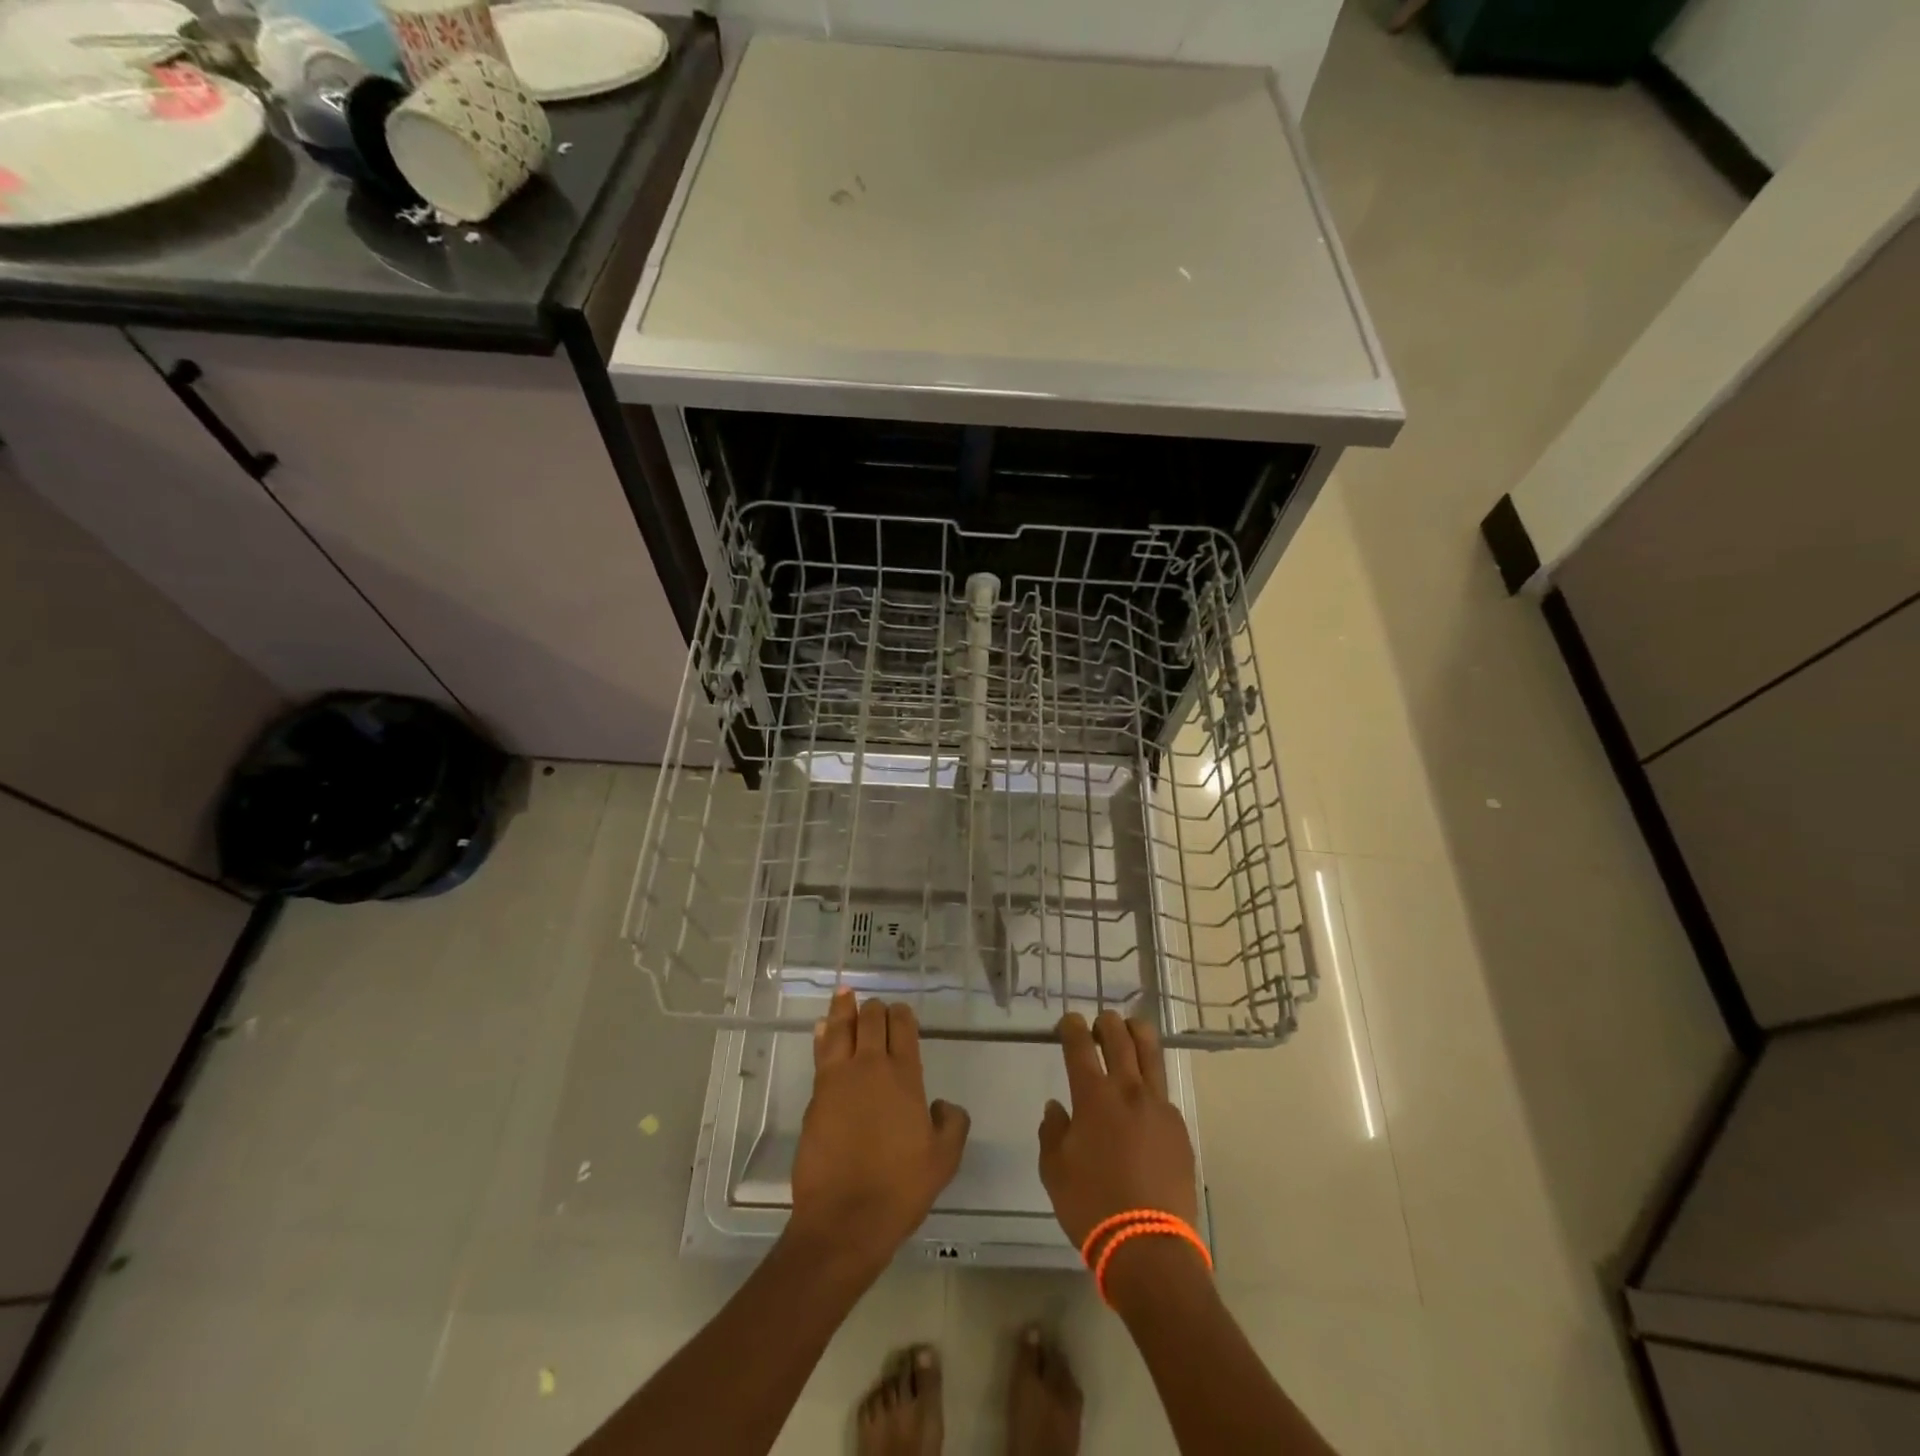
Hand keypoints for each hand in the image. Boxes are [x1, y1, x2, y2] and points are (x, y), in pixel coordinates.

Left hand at [789, 990, 970, 1275]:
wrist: (845, 1219)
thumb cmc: (900, 1189)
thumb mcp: (944, 1160)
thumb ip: (952, 1124)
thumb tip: (942, 1105)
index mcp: (904, 1076)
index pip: (903, 1028)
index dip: (902, 1015)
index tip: (902, 1013)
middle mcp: (870, 1067)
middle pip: (870, 1021)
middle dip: (875, 1009)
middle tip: (876, 1007)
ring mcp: (838, 1079)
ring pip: (840, 1029)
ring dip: (843, 1010)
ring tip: (844, 994)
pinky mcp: (816, 1096)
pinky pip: (820, 1053)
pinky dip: (822, 1036)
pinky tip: (822, 1029)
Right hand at [1038, 1011, 1198, 1248]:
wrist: (1148, 1246)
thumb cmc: (1091, 1205)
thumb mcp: (1054, 1170)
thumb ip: (1052, 1132)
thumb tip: (1057, 1108)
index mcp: (1093, 1097)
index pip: (1080, 1045)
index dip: (1072, 1027)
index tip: (1068, 1022)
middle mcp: (1128, 1090)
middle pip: (1120, 1038)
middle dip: (1106, 1023)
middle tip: (1099, 1024)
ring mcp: (1158, 1106)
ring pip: (1150, 1053)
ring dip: (1137, 1035)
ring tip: (1129, 1031)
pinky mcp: (1179, 1127)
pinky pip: (1163, 1092)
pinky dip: (1150, 1081)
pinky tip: (1143, 1096)